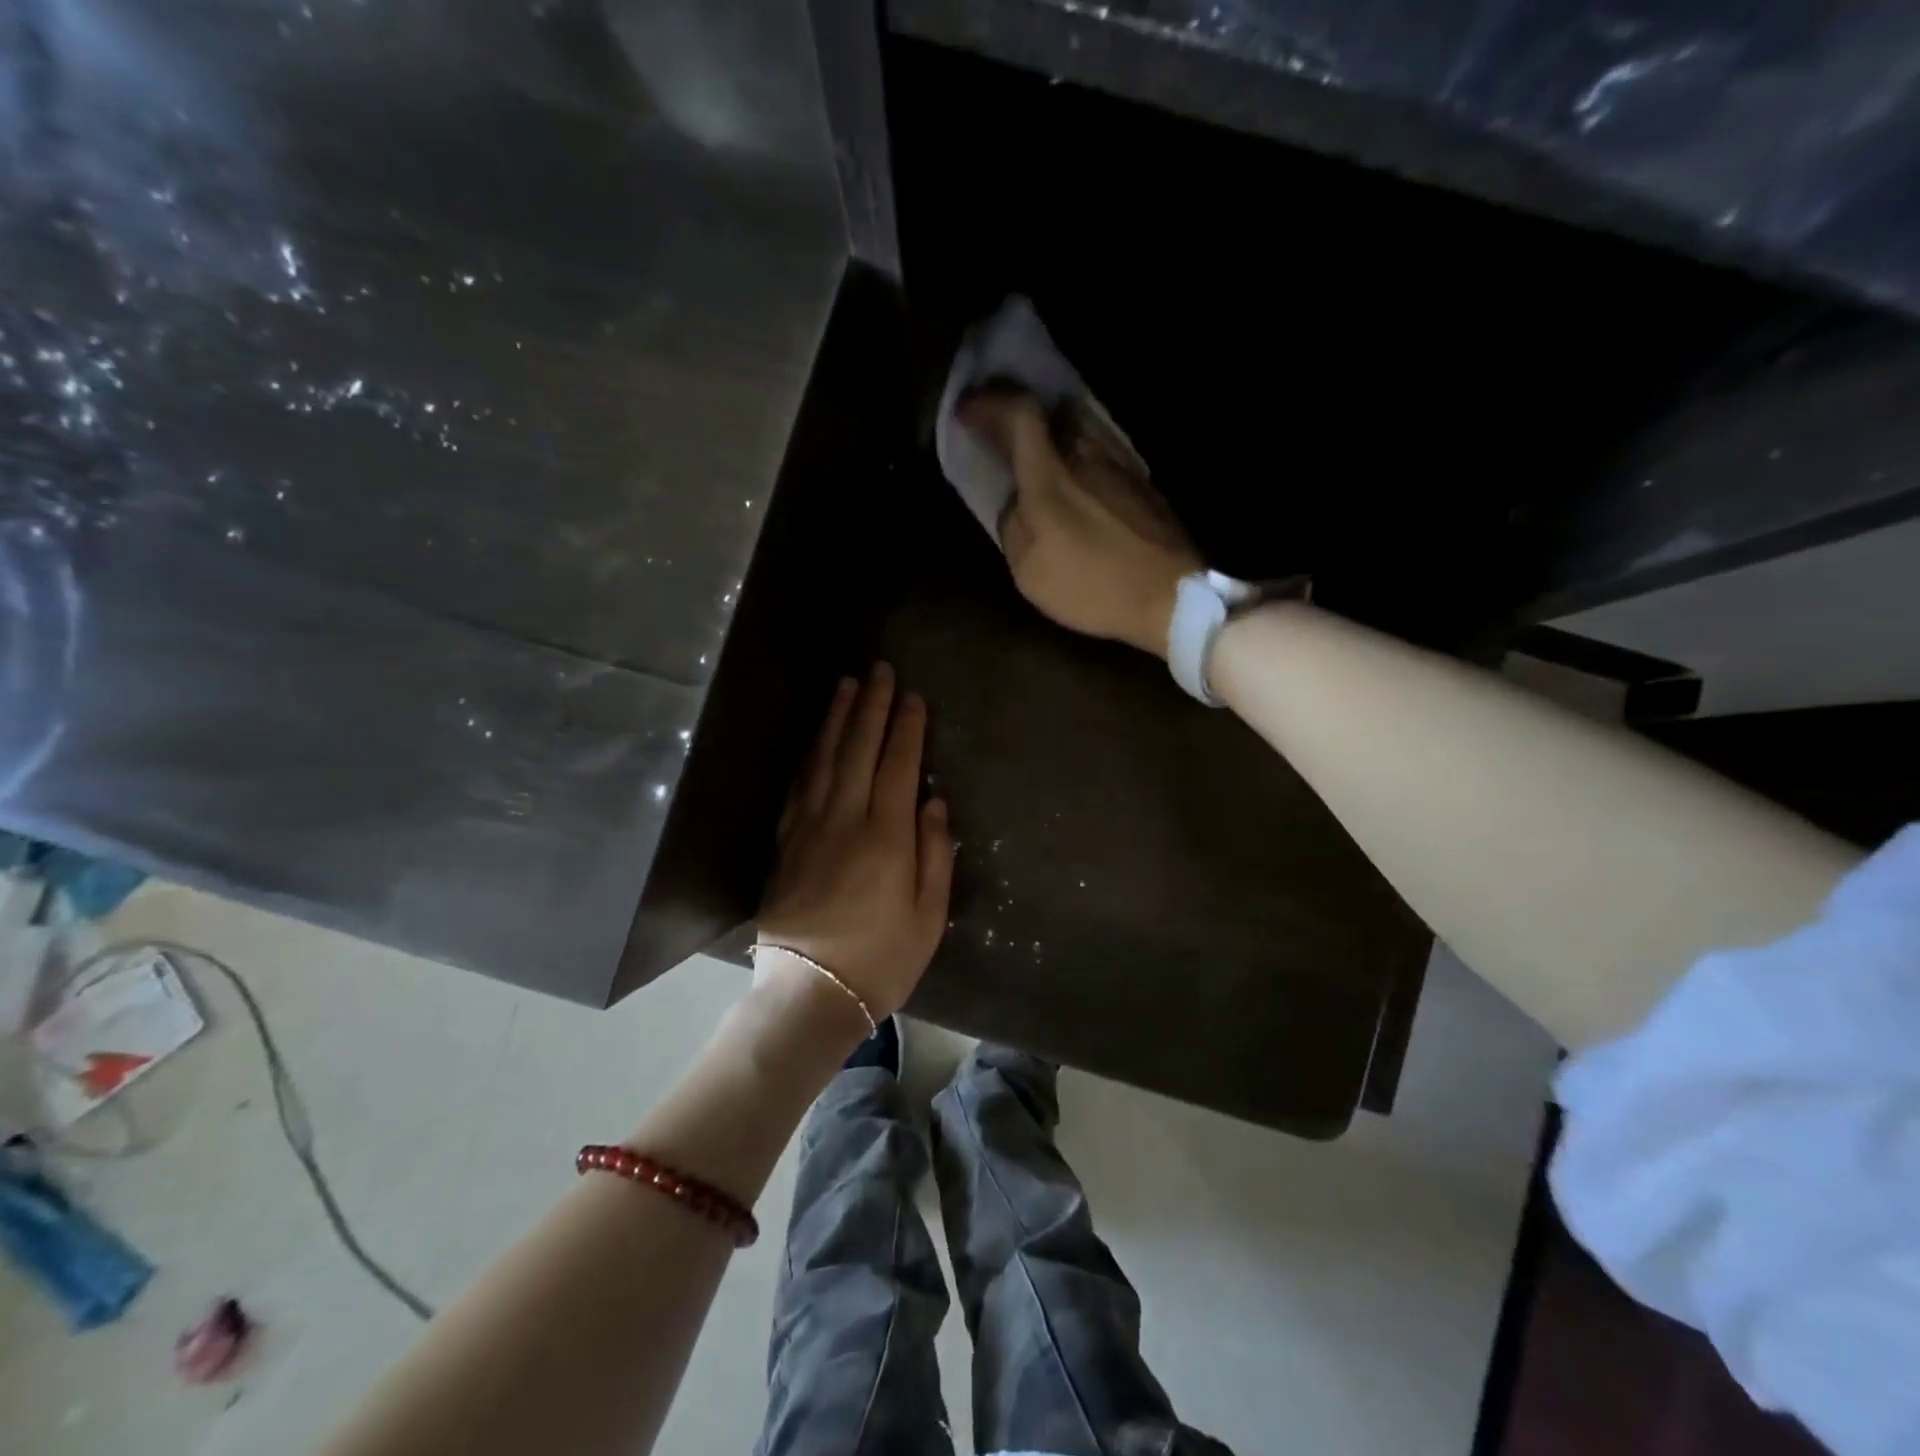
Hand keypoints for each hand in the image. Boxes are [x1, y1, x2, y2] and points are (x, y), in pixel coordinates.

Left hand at [756, 664, 953, 1019]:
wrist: (809, 992)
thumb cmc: (881, 959)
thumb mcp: (929, 915)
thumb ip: (935, 854)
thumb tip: (934, 803)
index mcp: (886, 836)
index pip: (897, 766)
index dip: (906, 728)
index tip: (913, 697)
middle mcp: (845, 820)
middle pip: (858, 749)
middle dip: (871, 707)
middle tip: (879, 671)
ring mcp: (809, 828)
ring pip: (824, 759)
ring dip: (836, 719)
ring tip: (846, 686)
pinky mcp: (785, 842)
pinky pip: (799, 785)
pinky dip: (810, 754)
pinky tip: (816, 738)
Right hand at [959, 392, 1201, 660]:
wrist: (1169, 598)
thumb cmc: (1092, 587)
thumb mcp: (1030, 572)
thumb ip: (1015, 527)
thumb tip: (1017, 504)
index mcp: (1051, 477)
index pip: (1019, 415)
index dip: (990, 403)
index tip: (968, 409)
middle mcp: (1086, 457)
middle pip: (1052, 411)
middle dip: (1020, 412)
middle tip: (1001, 426)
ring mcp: (1120, 466)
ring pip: (1080, 429)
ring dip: (1053, 431)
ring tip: (1037, 450)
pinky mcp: (1142, 483)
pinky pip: (1101, 452)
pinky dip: (1079, 455)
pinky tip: (1076, 478)